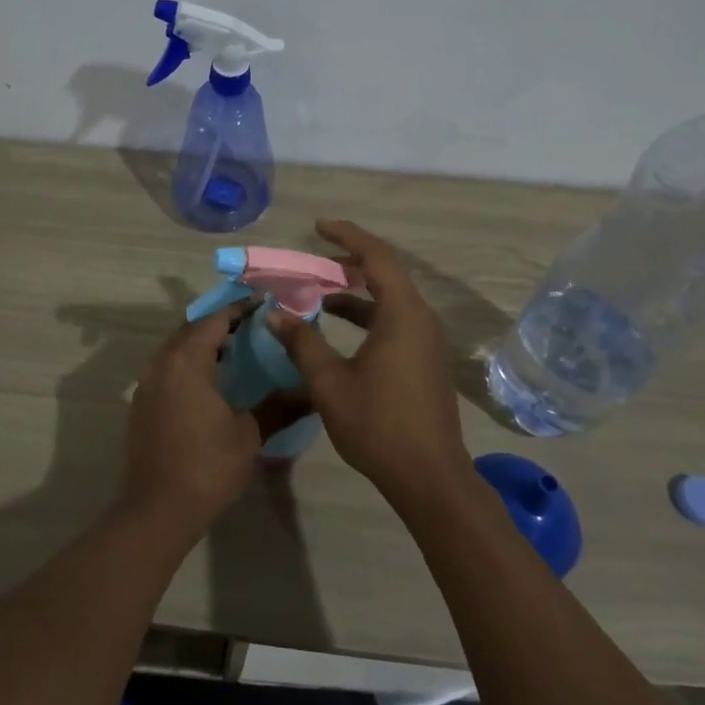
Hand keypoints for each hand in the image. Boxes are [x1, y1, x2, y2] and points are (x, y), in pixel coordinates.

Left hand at [119, 305, 281, 539]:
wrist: (156, 510)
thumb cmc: (206, 466)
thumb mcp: (248, 435)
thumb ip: (278, 406)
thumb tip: (311, 393)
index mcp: (187, 360)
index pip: (216, 319)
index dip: (241, 309)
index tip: (266, 306)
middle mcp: (162, 362)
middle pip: (193, 329)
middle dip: (222, 323)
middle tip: (254, 327)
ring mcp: (147, 383)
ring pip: (177, 348)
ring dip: (204, 343)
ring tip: (237, 351)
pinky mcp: (142, 403)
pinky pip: (168, 367)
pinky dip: (189, 363)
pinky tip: (211, 382)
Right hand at [267, 220, 468, 503]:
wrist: (430, 477)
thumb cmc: (379, 425)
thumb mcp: (330, 383)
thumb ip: (302, 343)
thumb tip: (274, 314)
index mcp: (402, 314)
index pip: (377, 257)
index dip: (347, 236)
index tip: (319, 227)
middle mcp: (420, 319)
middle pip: (386, 274)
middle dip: (348, 263)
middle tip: (313, 259)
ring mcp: (426, 341)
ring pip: (390, 299)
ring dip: (356, 292)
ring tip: (319, 291)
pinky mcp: (425, 360)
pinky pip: (395, 320)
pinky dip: (367, 314)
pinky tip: (339, 329)